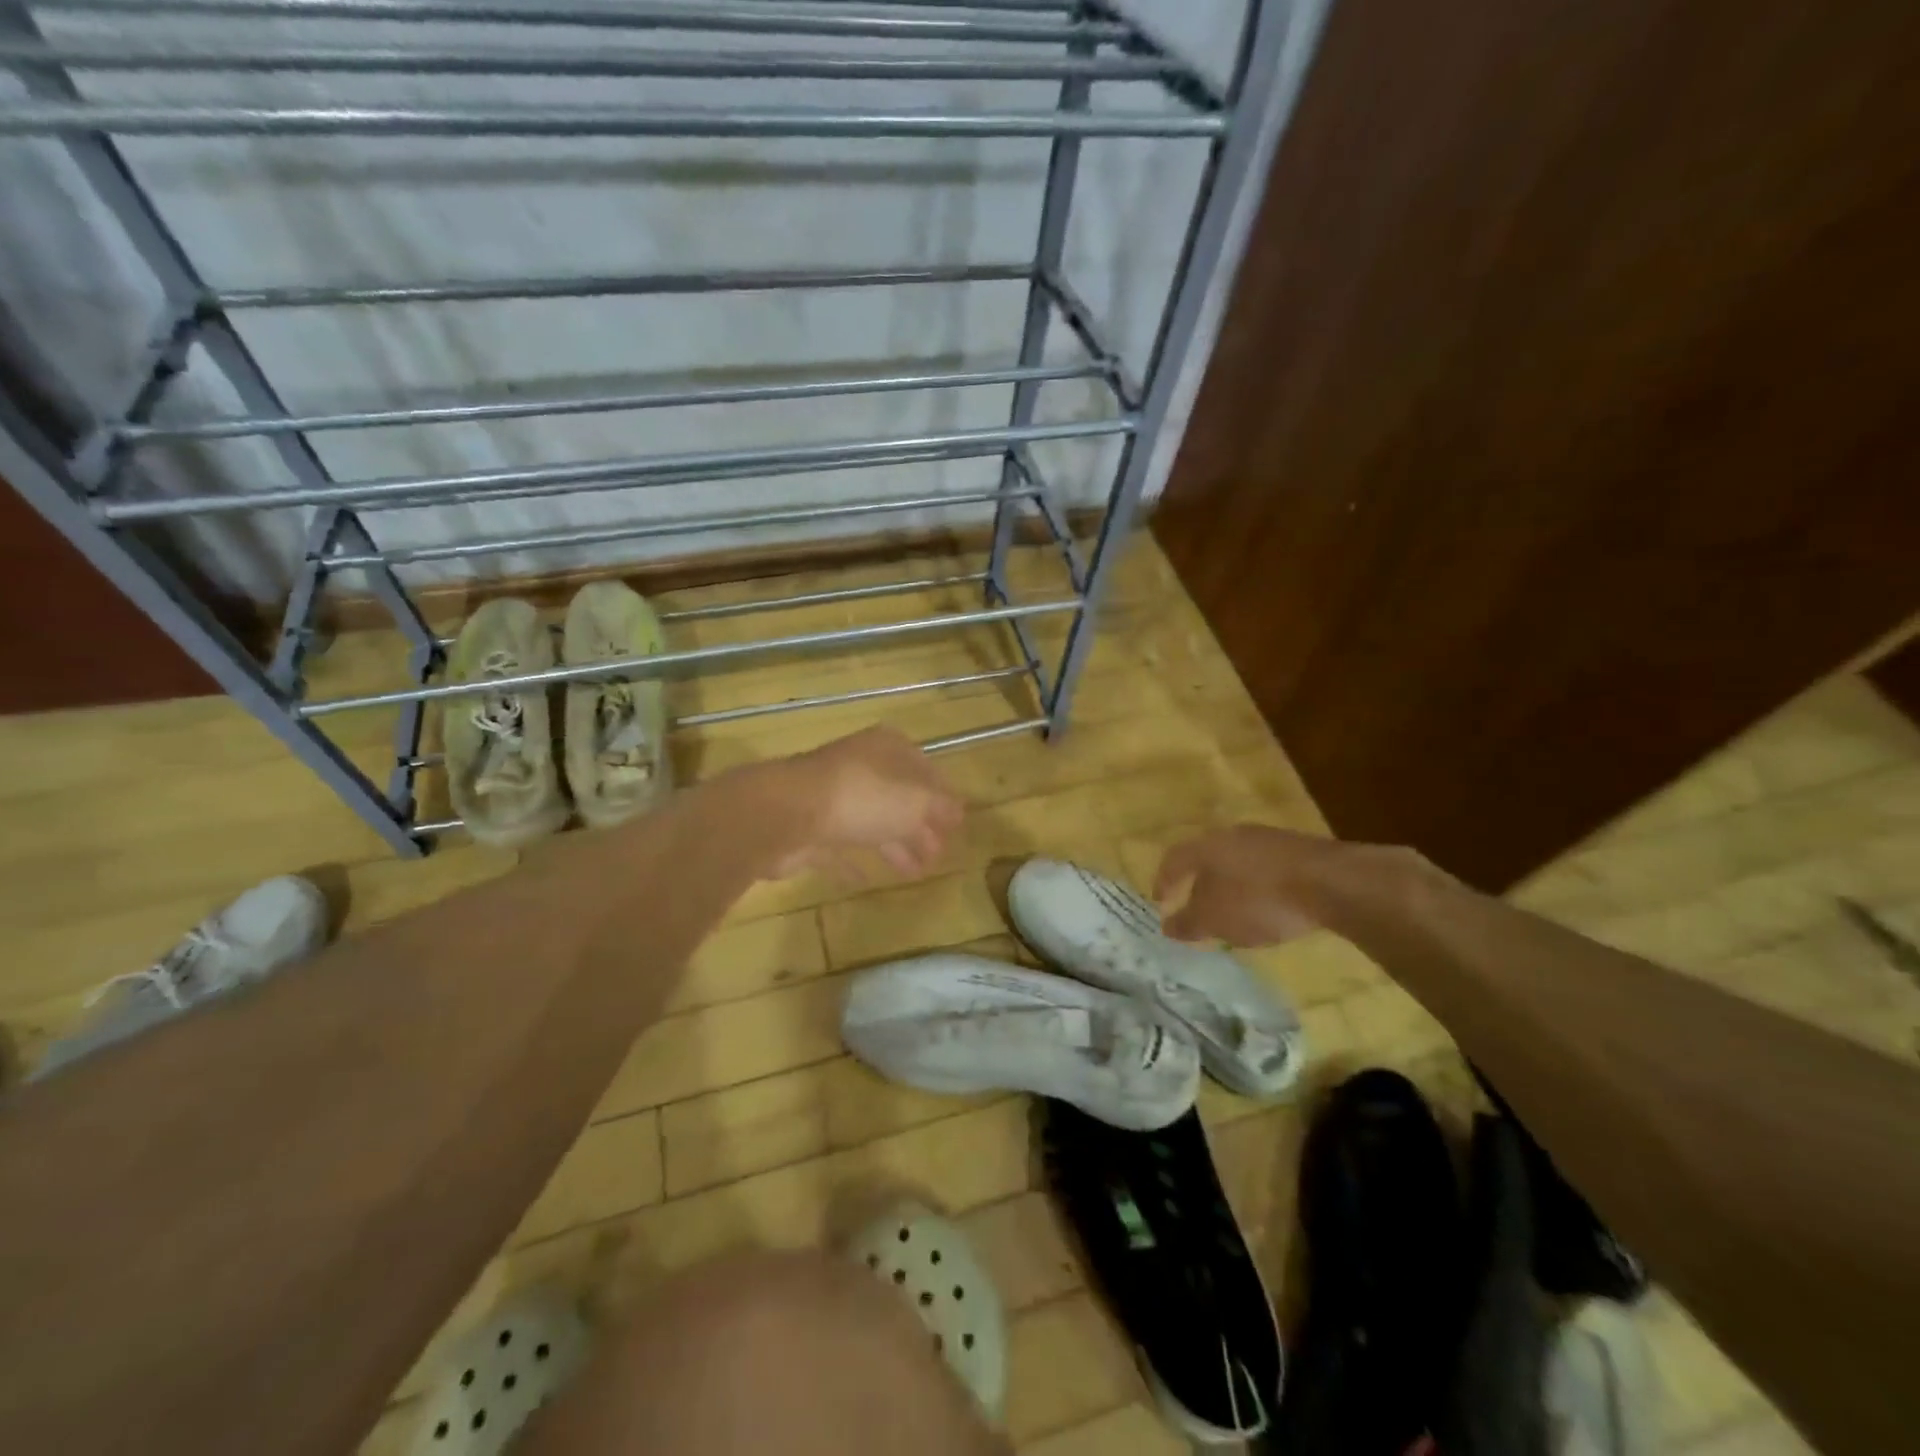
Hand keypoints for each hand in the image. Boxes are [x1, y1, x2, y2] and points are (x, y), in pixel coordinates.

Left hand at [768, 726, 964, 881]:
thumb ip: (940, 807)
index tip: (956, 823)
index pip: (924, 768)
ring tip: (917, 873)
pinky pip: (840, 846)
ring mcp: (832, 797)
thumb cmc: (861, 798)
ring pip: (873, 822)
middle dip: (921, 825)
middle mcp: (860, 767)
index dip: (942, 795)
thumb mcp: (915, 800)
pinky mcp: (810, 828)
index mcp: (886, 749)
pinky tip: (867, 880)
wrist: (785, 814)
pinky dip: (855, 861)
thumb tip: (958, 811)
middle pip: (898, 797)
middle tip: (939, 854)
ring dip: (896, 845)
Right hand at [1153, 825, 1351, 945]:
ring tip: (1234, 912)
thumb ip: (1187, 923)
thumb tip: (1167, 925)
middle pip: (1207, 857)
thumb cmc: (1258, 900)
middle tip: (1197, 907)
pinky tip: (1268, 908)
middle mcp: (1233, 834)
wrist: (1330, 883)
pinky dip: (1259, 887)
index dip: (1164, 881)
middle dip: (1200, 883)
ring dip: (1231, 885)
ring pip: (1239, 862)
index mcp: (1205, 846)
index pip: (1174, 859)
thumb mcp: (1214, 920)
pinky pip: (1266, 869)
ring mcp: (1269, 839)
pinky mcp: (1299, 851)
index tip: (1160, 902)